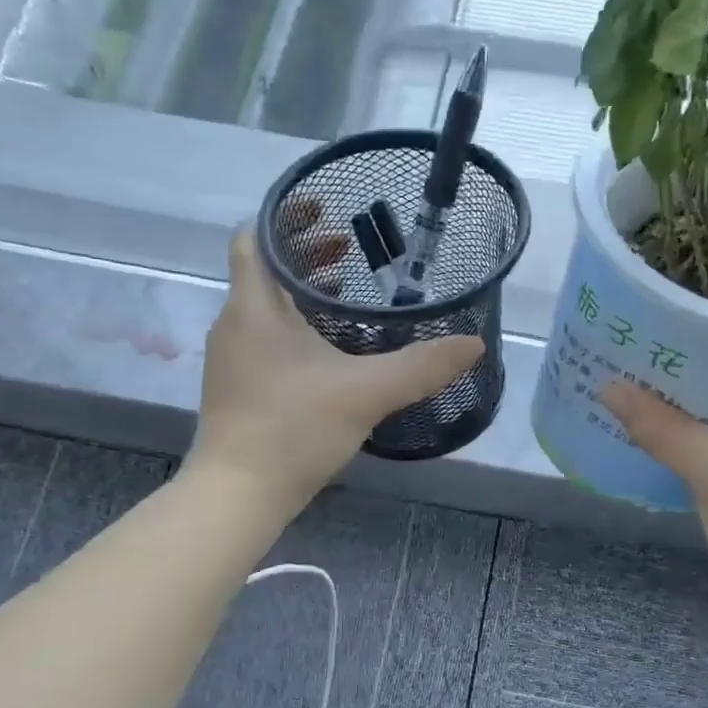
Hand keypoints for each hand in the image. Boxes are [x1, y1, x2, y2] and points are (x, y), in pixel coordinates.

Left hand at [190, 228, 481, 511]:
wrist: (238, 494)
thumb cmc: (293, 429)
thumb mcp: (367, 392)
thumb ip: (423, 366)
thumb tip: (474, 344)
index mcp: (255, 308)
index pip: (255, 237)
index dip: (287, 217)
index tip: (327, 212)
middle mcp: (236, 324)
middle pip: (265, 269)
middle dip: (306, 254)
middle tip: (351, 249)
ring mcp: (233, 358)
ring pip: (266, 306)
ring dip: (303, 292)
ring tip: (348, 291)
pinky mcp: (239, 387)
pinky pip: (267, 338)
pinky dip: (296, 326)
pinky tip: (332, 350)